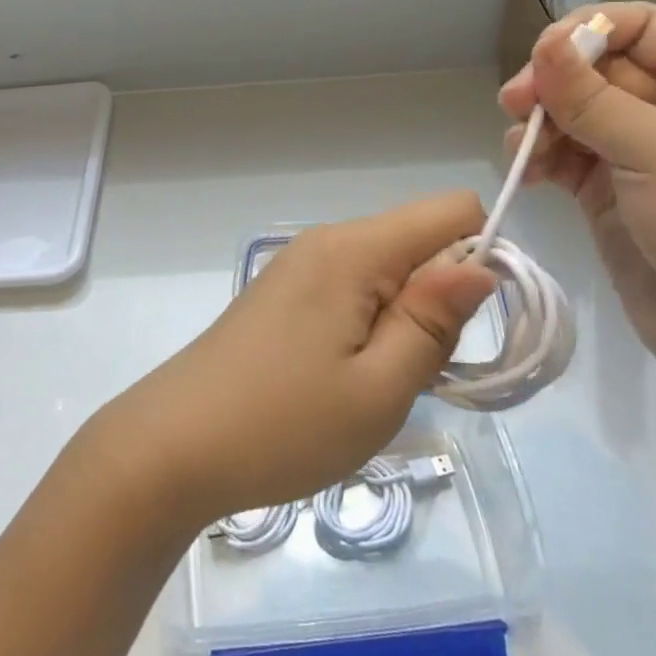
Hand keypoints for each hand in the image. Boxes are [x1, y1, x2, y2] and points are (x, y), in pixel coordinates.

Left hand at [89, 193, 496, 526]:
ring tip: (377, 382)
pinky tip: (345, 378)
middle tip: (416, 371)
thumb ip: (434, 320)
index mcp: (354, 249)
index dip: (482, 256)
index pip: (451, 209)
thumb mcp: (379, 388)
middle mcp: (327, 240)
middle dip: (441, 297)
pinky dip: (371, 324)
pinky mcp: (284, 292)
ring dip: (405, 318)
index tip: (472, 324)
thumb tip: (481, 264)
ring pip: (387, 268)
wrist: (173, 446)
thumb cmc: (283, 425)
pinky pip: (353, 287)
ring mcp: (300, 264)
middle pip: (419, 239)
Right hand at [499, 3, 655, 384]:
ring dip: (541, 123)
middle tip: (514, 105)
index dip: (588, 32)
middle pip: (598, 68)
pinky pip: (564, 154)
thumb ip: (593, 99)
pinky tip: (526, 173)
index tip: (541, 59)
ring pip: (574, 111)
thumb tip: (543, 42)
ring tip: (523, 151)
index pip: (642, 27)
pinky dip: (539, 157)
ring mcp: (642, 151)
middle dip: (554, 83)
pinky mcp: (611, 190)